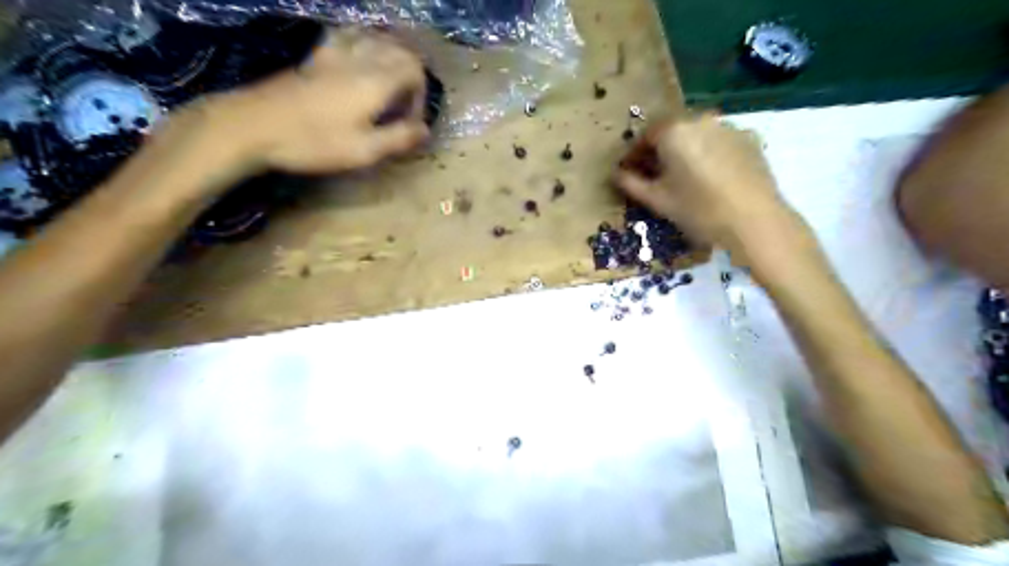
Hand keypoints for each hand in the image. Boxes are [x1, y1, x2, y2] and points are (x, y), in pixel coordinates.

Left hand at [210, 27, 431, 176]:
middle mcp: (359, 58)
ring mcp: (335, 52)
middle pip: (399, 50)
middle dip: (412, 75)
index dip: (421, 95)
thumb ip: (399, 139)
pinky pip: (350, 36)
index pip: (415, 70)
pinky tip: (360, 59)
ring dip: (391, 57)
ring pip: (376, 38)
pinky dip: (365, 43)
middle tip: (404, 105)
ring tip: (390, 82)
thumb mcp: (363, 151)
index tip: (411, 121)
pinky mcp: (316, 55)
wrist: (254, 125)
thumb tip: (425, 130)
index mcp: (375, 81)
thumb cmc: (314, 142)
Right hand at [616, 114, 804, 264]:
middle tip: (656, 175)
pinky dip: (709, 153)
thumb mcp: (658, 200)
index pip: (645, 135)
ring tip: (684, 176)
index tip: (630, 172)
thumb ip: (632, 183)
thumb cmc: (698, 210)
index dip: (634, 154)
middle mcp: (700, 119)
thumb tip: (616, 174)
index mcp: (673, 131)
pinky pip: (719, 141)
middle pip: (672, 131)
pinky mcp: (749, 138)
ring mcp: (728, 127)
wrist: (754, 220)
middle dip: (660, 150)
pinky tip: (711, 177)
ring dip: (685, 150)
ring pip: (697, 134)